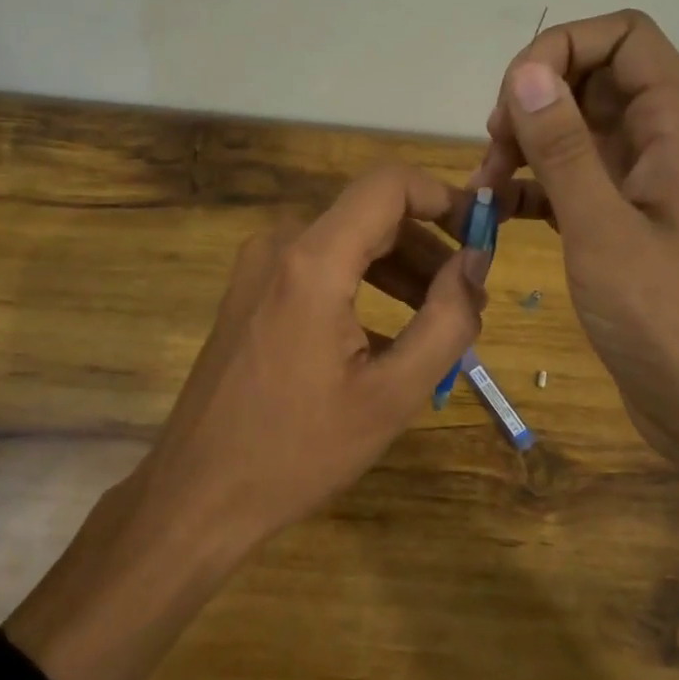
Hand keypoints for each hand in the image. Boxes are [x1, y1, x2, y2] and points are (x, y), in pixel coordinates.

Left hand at [7, 165, 483, 679]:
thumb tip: (475, 264)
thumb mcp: (391, 395)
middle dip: (428, 246)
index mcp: (312, 261)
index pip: (388, 185)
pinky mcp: (250, 292)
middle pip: (370, 216)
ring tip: (438, 319)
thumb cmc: (297, 451)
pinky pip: (318, 269)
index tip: (481, 234)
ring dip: (398, 270)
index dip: (442, 197)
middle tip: (470, 296)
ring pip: (345, 243)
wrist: (197, 494)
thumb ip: (446, 321)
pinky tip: (387, 336)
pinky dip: (362, 286)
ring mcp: (257, 268)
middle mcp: (280, 245)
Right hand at [475, 9, 678, 596]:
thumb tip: (524, 72)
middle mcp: (661, 138)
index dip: (562, 48)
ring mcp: (639, 180)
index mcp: (677, 123)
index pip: (623, 36)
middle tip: (493, 146)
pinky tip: (496, 212)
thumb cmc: (666, 318)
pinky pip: (568, 177)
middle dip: (533, 98)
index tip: (513, 97)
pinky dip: (531, 185)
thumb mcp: (603, 228)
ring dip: (525, 143)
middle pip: (591, 76)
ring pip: (573, 128)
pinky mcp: (618, 218)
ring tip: (486, 184)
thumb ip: (562, 147)